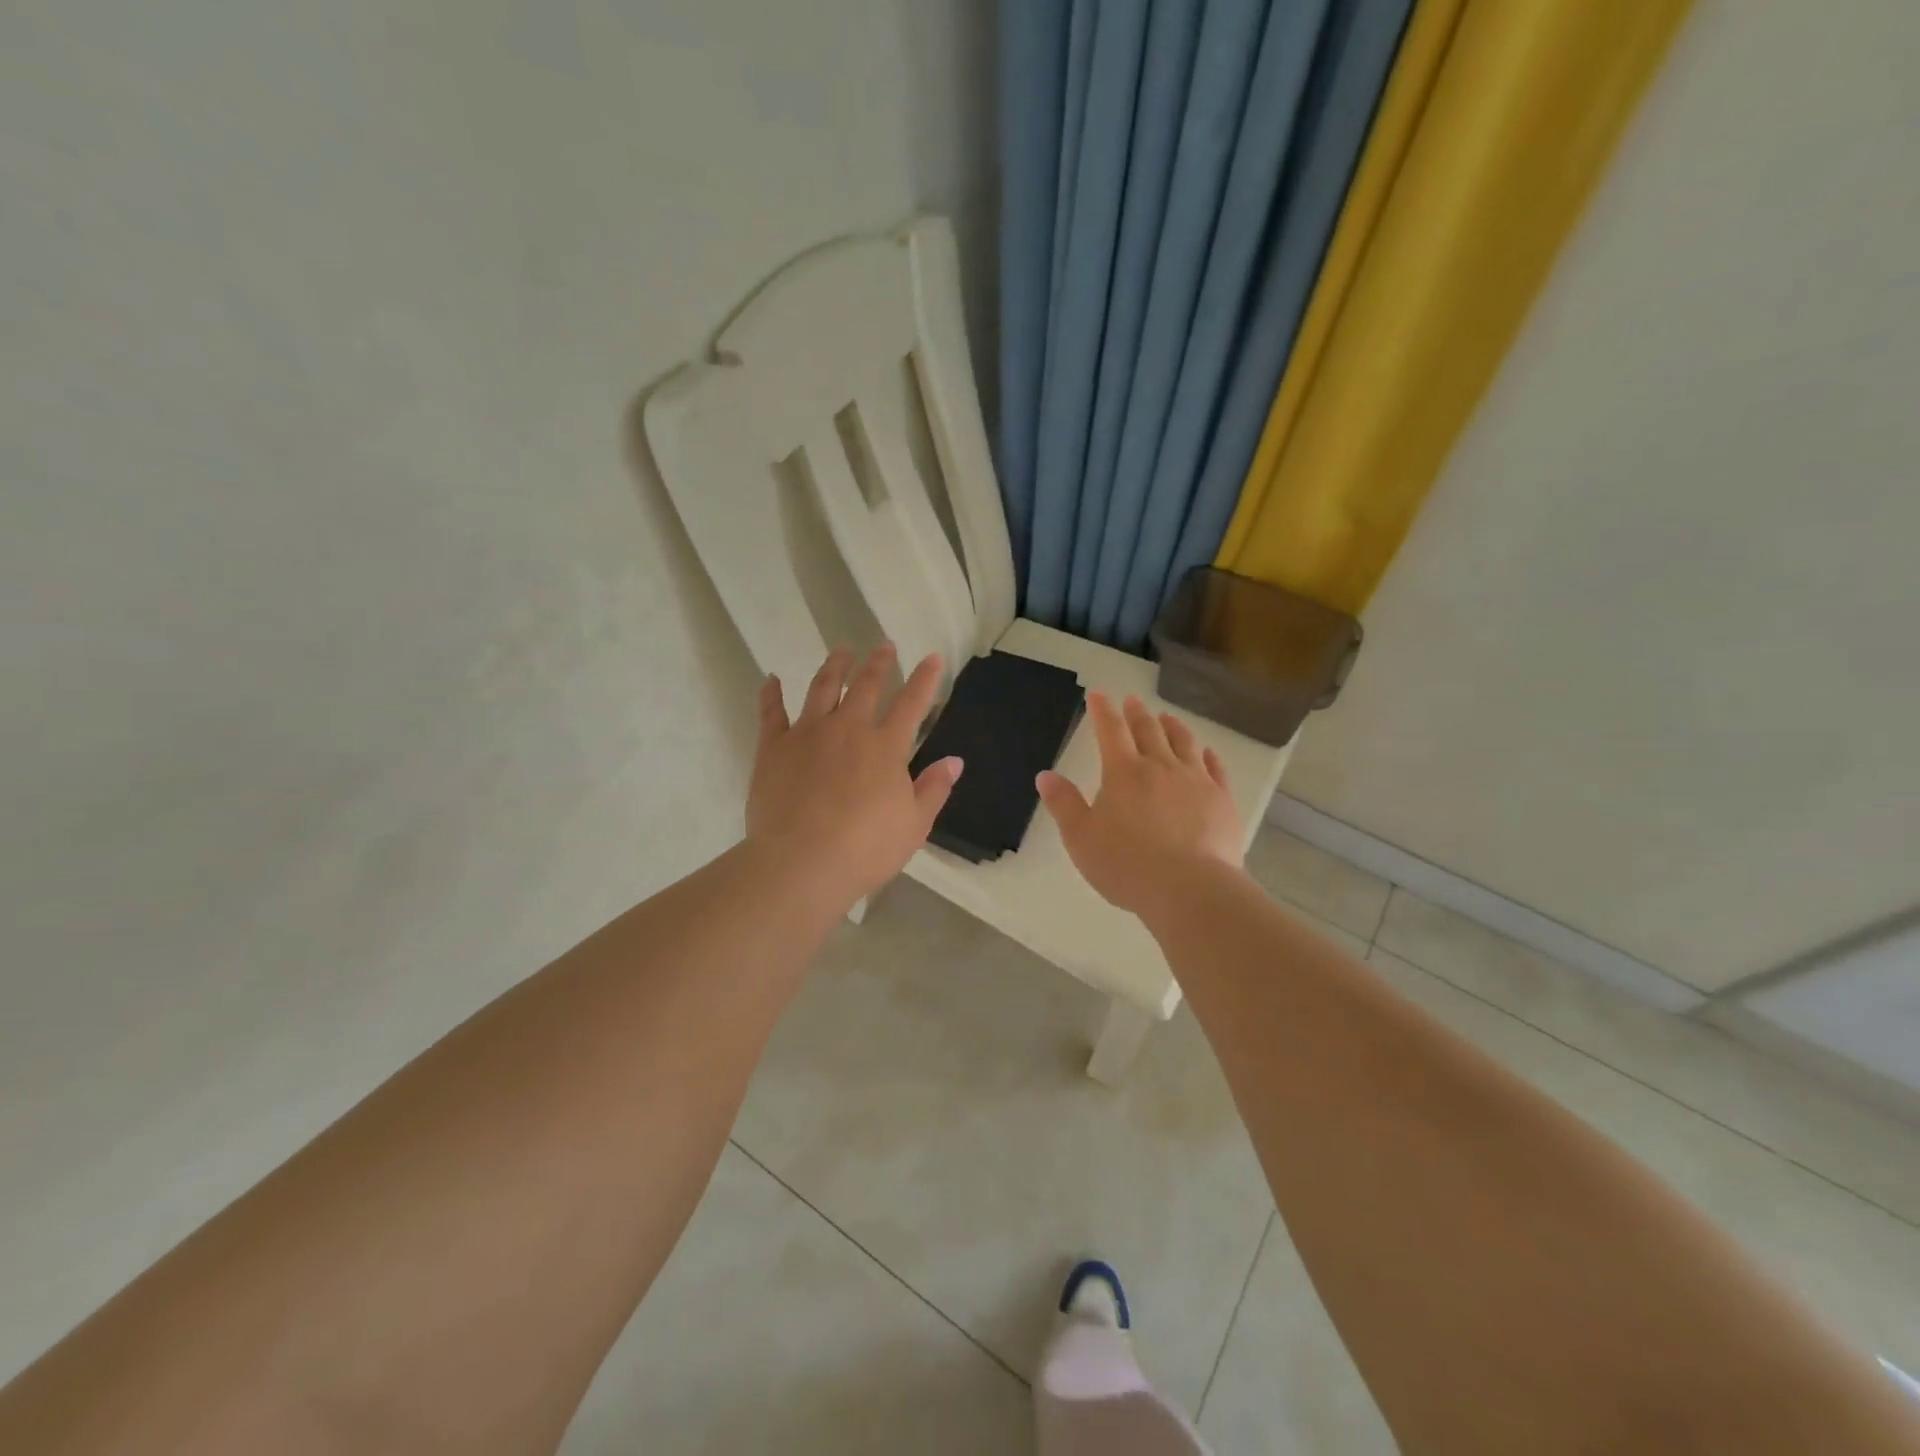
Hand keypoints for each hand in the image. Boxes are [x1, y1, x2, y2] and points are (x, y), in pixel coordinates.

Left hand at [746, 643, 961, 907]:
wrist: (802, 862)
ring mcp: (808, 734)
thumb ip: (933, 789)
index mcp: (886, 747)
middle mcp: (848, 729)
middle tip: (884, 646)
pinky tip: (772, 679)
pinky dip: (771, 694)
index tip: (932, 657)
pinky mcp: (773, 747)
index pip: (912, 704)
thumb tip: (954, 760)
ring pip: (823, 688)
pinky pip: (771, 713)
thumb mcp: (914, 825)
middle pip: (866, 686)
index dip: (925, 679)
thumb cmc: (865, 849)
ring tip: (842, 650)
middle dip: (879, 663)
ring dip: (835, 666)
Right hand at [1037, 693, 1243, 918]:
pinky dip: (1208, 755)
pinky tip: (1207, 752)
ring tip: (1167, 717)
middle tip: (1133, 700)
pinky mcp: (1222, 800)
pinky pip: (1216, 768)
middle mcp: (1161, 767)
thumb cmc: (1126, 865)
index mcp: (1123, 772)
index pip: (1110, 730)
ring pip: (1184, 743)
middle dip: (1137, 713)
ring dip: (1172, 726)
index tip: (1098, 694)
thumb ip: (1063, 804)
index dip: (1102, 710)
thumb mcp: (1081, 838)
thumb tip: (1045, 775)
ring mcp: (1196, 781)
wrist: (1190, 888)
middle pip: (1148, 730)